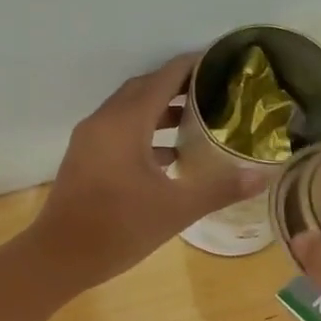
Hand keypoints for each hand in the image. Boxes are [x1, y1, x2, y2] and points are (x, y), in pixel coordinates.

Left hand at [27, 53, 267, 289]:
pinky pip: (117, 133)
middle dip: (177, 87)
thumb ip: (218, 189)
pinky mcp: (84, 161)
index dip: (192, 66)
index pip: (163, 78)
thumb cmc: (118, 228)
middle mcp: (103, 122)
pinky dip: (143, 135)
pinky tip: (168, 158)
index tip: (221, 63)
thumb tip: (261, 177)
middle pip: (143, 90)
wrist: (59, 257)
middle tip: (213, 92)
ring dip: (159, 112)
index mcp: (125, 123)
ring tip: (196, 123)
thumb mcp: (175, 209)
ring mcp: (89, 141)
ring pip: (128, 113)